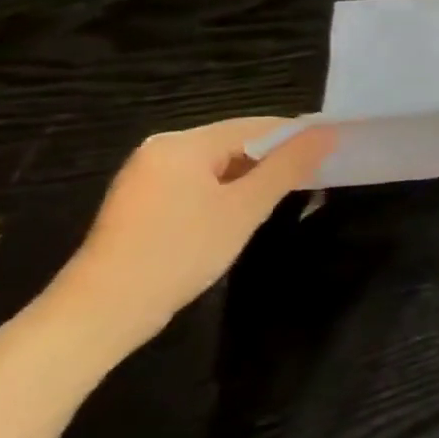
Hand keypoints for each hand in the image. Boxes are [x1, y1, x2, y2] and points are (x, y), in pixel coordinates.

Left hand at [41, 118, 335, 359]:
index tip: (335, 154)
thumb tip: (329, 132)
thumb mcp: (246, 208)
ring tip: (290, 196)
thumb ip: (289, 166)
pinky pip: (201, 181)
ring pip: (220, 164)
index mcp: (184, 143)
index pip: (258, 126)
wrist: (103, 311)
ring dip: (255, 177)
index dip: (299, 138)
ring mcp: (149, 175)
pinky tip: (246, 211)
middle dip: (278, 159)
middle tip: (317, 179)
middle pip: (238, 142)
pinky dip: (229, 190)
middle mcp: (163, 149)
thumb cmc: (181, 252)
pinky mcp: (145, 200)